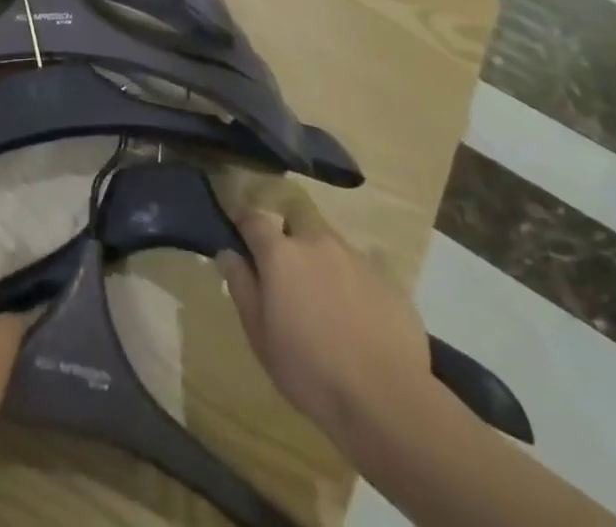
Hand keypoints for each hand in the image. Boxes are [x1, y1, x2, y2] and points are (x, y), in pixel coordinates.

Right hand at [219, 194, 431, 442]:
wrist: (385, 400)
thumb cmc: (309, 371)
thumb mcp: (260, 336)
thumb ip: (242, 287)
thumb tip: (227, 252)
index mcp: (281, 253)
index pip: (253, 218)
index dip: (241, 216)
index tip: (234, 219)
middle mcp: (317, 242)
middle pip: (297, 215)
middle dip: (287, 226)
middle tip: (284, 259)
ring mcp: (356, 257)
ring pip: (330, 241)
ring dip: (320, 256)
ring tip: (323, 292)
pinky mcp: (387, 278)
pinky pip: (362, 267)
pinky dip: (351, 280)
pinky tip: (356, 311)